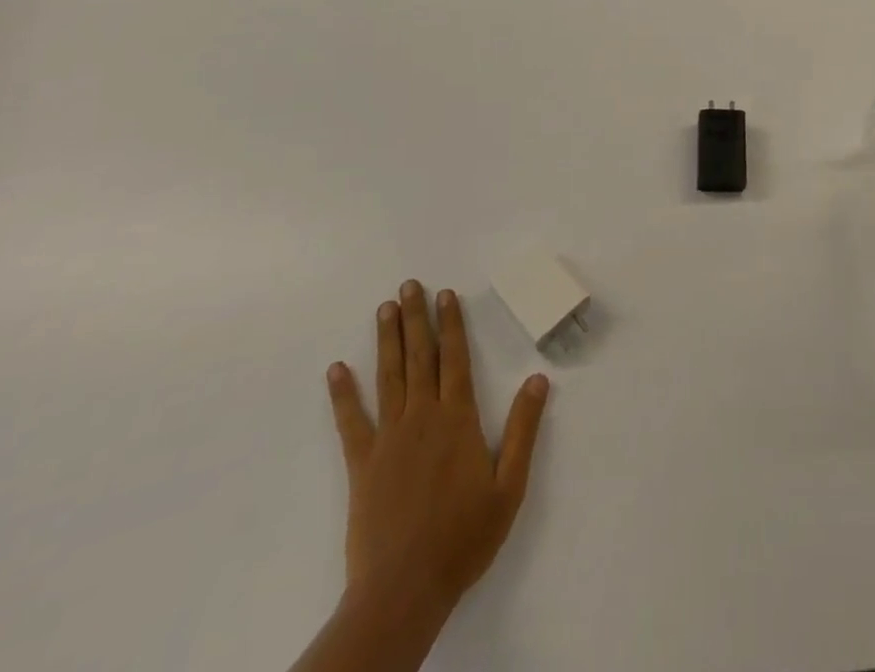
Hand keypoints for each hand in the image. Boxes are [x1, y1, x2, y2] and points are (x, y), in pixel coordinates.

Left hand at [326, 282, 549, 624]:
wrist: (404, 589)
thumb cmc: (463, 537)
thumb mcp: (509, 486)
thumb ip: (524, 429)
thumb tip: (538, 379)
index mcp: (458, 419)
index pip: (455, 359)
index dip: (451, 324)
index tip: (445, 294)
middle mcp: (423, 417)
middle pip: (420, 357)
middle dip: (415, 319)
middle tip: (408, 285)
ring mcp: (389, 439)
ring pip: (389, 377)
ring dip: (387, 340)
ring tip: (384, 308)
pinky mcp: (362, 465)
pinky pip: (351, 422)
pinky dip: (343, 395)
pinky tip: (336, 370)